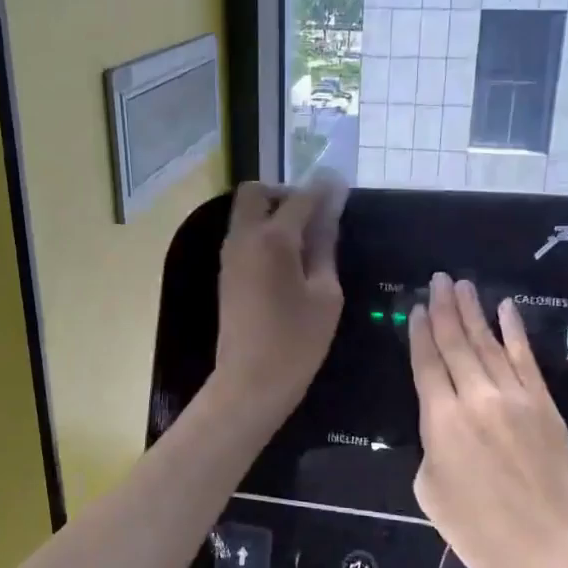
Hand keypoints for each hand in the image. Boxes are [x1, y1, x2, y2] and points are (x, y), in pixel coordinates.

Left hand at [211, 174, 345, 421]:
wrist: (249, 382)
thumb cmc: (296, 342)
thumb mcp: (325, 295)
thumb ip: (325, 249)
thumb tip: (329, 216)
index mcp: (273, 239)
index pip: (300, 198)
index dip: (323, 189)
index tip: (341, 185)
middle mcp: (244, 237)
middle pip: (256, 193)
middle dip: (285, 193)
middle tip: (312, 216)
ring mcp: (230, 255)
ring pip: (246, 213)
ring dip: (271, 213)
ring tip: (304, 239)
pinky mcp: (226, 273)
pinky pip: (243, 235)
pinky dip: (262, 232)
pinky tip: (287, 258)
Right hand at [410, 274, 567, 567]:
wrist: (551, 553)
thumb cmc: (479, 532)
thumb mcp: (430, 491)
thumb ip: (431, 446)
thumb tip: (443, 425)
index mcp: (441, 420)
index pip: (426, 363)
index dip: (419, 333)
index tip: (417, 306)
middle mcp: (477, 398)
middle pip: (456, 343)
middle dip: (445, 309)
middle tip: (438, 279)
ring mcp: (516, 398)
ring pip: (489, 343)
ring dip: (474, 312)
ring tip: (462, 284)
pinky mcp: (546, 405)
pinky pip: (527, 358)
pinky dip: (515, 331)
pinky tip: (506, 309)